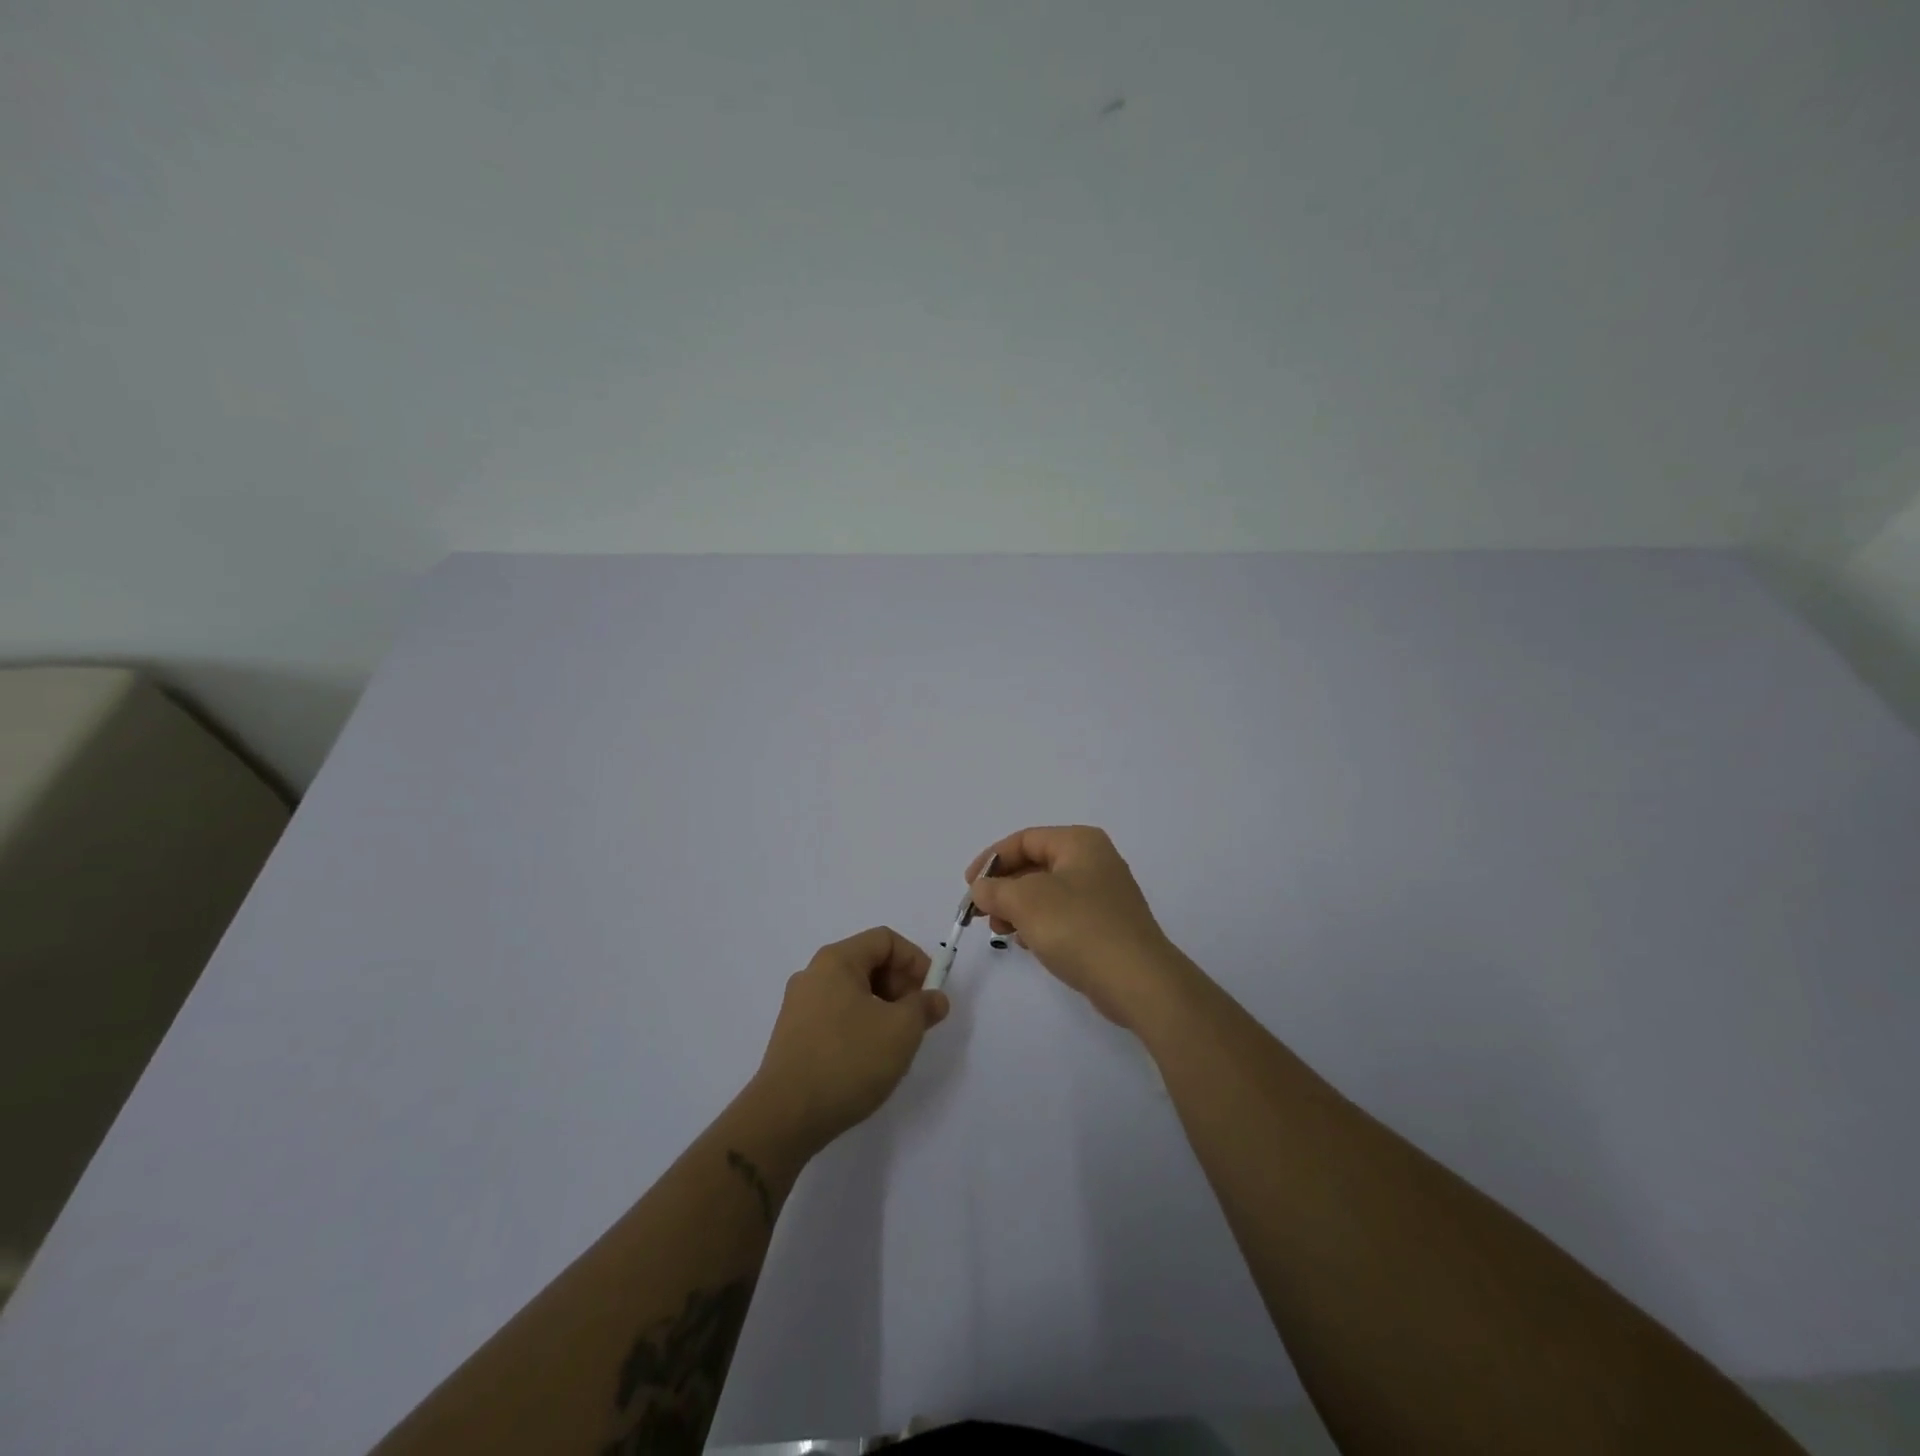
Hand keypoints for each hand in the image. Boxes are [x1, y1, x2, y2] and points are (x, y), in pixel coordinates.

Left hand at [752, 927, 949, 1149]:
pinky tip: (870, 1058)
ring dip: (883, 1008)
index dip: (915, 960)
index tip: (931, 993)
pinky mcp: (794, 1036)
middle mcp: (813, 974)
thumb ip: (924, 1006)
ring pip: (853, 992)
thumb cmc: (848, 1060)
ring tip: (897, 1042)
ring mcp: (799, 1006)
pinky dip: (861, 1025)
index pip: (885, 940)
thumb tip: (934, 999)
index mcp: (836, 961)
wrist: (785, 1117)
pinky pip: (837, 1015)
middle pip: (868, 963)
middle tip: (918, 1019)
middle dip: (901, 985)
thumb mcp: (901, 1030)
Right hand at [965, 826, 1185, 1028]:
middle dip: (1004, 887)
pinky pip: (1062, 915)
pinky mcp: (1106, 925)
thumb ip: (995, 890)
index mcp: (1079, 842)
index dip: (991, 860)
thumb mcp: (1026, 901)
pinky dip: (1039, 923)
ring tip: (1001, 931)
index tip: (969, 887)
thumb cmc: (1079, 928)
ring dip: (1018, 907)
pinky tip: (1027, 943)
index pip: (1024, 840)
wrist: (1137, 981)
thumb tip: (981, 889)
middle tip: (982, 913)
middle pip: (1035, 864)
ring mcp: (1103, 894)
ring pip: (1047, 892)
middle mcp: (1094, 861)